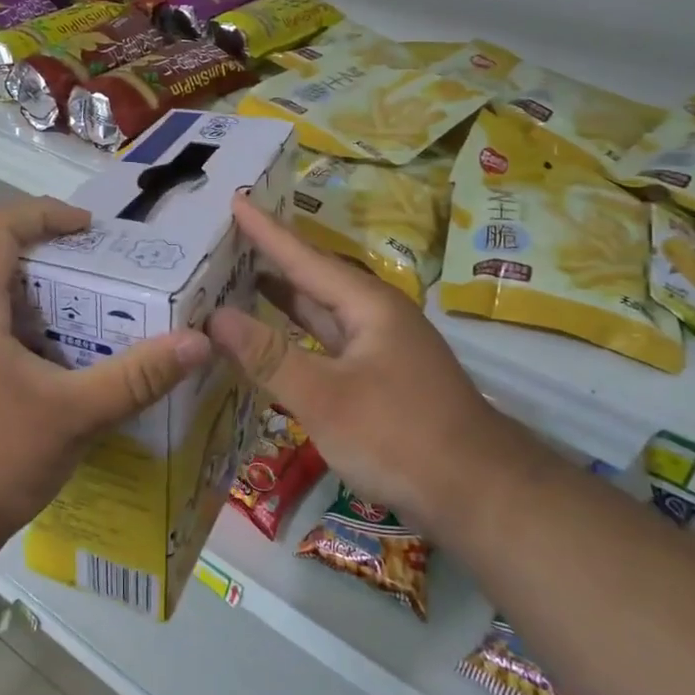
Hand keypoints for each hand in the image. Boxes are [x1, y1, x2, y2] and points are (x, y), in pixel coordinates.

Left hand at [0, 198, 211, 557]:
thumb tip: (199, 342)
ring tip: (103, 311)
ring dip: (50, 294)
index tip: (91, 230)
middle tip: (109, 271)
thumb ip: (137, 377)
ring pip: (3, 296)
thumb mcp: (74, 414)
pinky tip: (76, 361)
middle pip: (1, 256)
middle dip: (57, 254)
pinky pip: (3, 330)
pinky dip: (41, 328)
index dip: (45, 213)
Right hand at [207, 193, 527, 532]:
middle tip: (226, 240)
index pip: (305, 258)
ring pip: (322, 313)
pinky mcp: (380, 381)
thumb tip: (215, 317)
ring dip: (284, 298)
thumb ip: (269, 356)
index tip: (236, 199)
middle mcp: (376, 317)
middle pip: (314, 279)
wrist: (479, 495)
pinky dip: (298, 337)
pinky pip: (328, 344)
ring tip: (240, 279)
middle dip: (271, 260)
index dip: (266, 231)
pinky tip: (275, 342)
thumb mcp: (325, 397)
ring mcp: (381, 350)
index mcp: (368, 305)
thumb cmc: (400, 437)